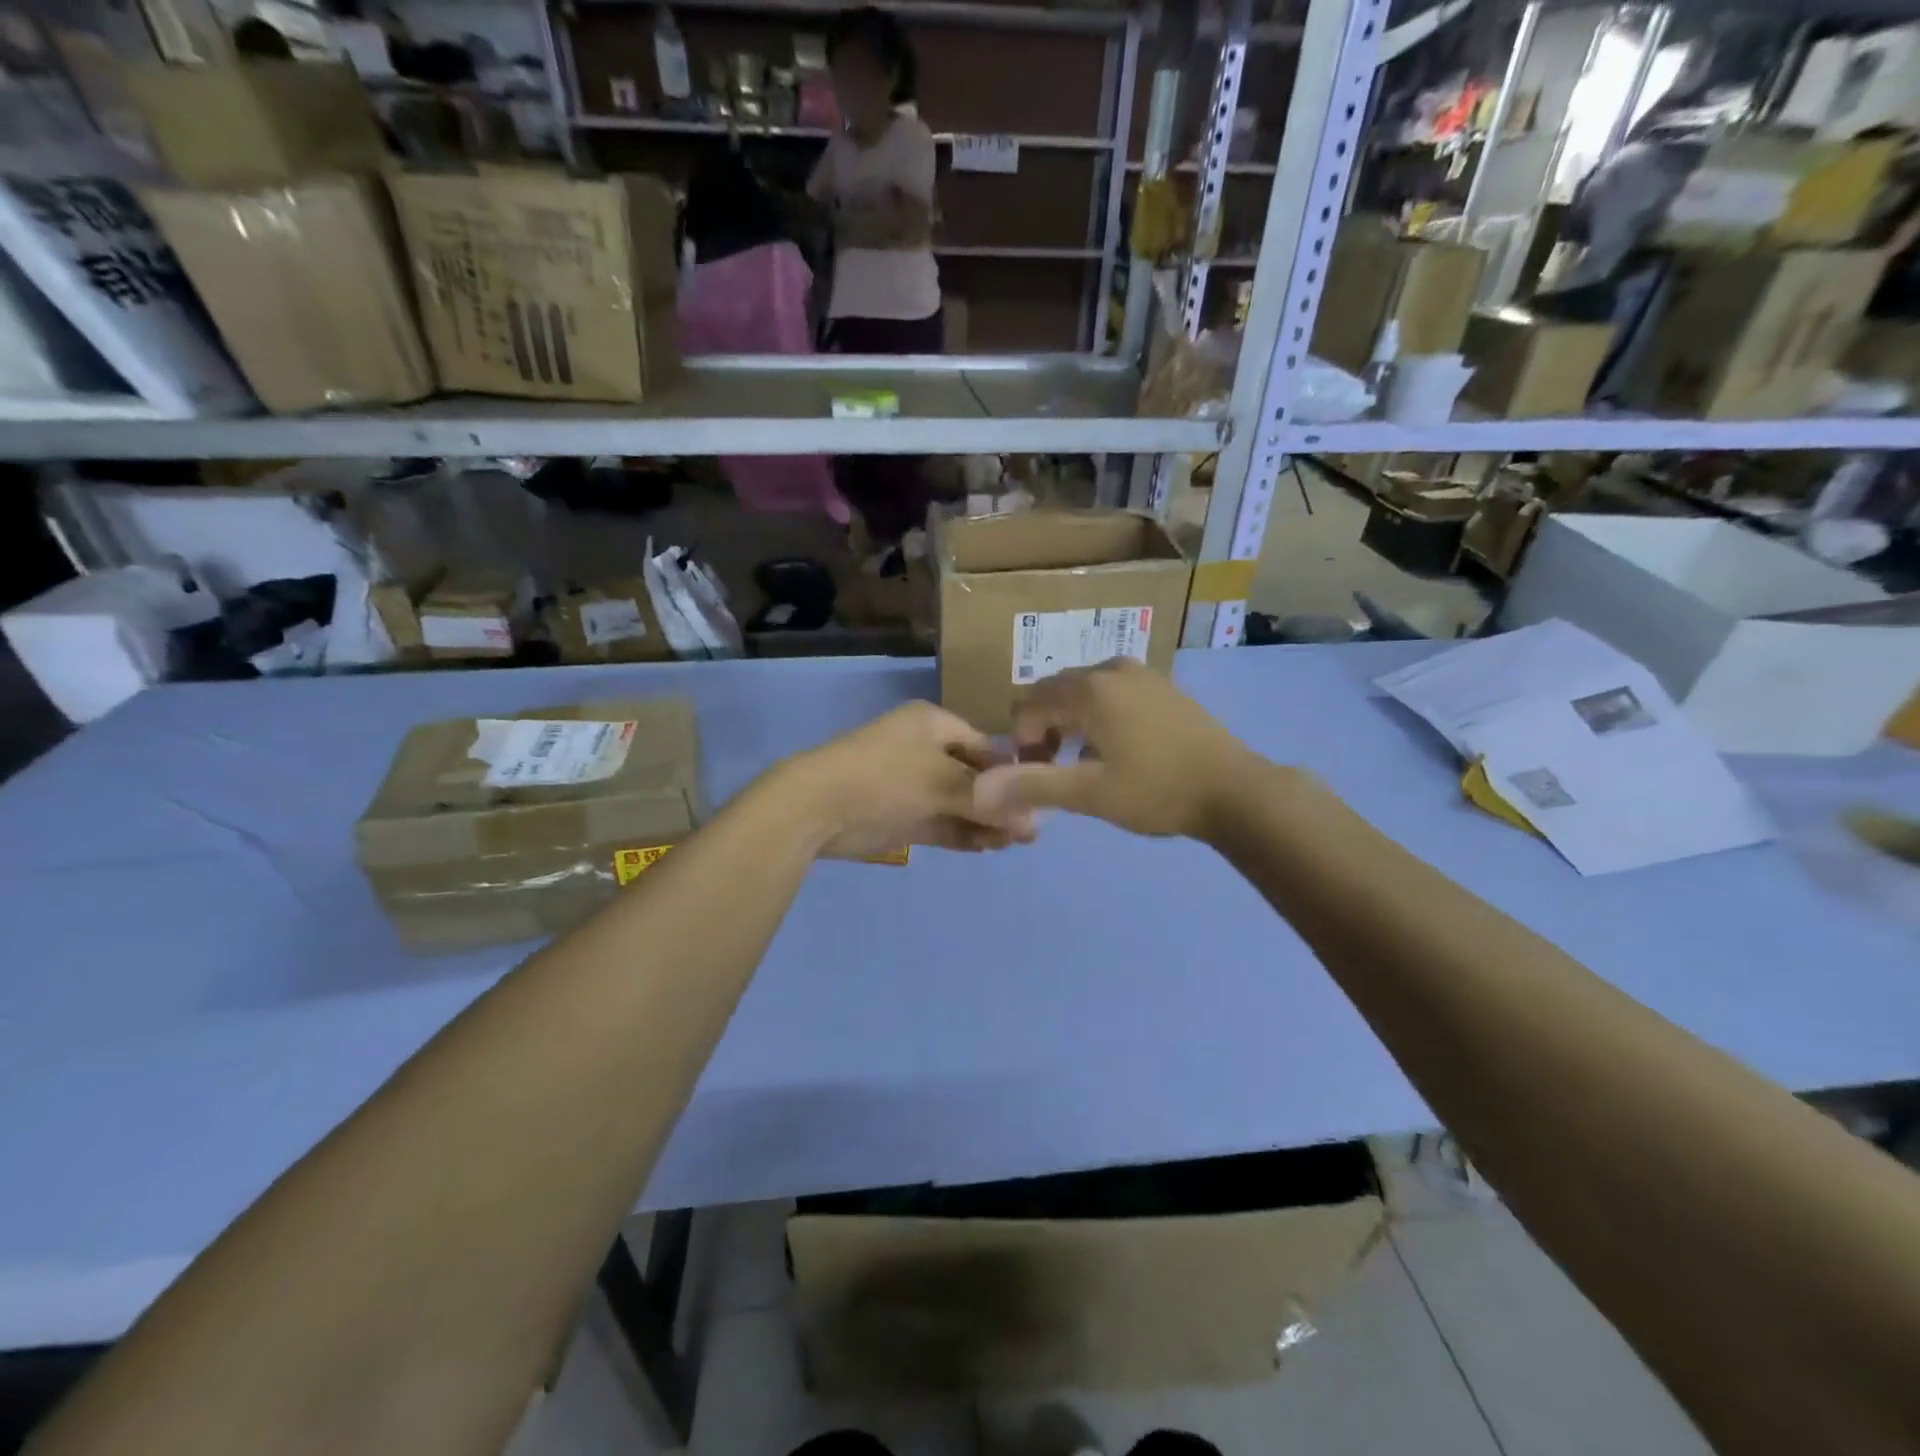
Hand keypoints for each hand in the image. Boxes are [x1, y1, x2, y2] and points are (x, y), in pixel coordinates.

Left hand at [784, 701, 1033, 858]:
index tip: (1036, 797)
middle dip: (998, 802)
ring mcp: (910, 784)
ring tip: (1013, 843)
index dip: (1010, 771)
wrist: (818, 806)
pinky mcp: (900, 815)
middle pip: (972, 776)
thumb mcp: (944, 783)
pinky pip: (940, 822)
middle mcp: (923, 750)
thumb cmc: (887, 778)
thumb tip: (1034, 822)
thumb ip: (988, 802)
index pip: (984, 745)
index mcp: (932, 724)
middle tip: (1029, 830)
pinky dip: (962, 833)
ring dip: (983, 821)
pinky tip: (988, 847)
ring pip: (957, 802)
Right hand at [972, 660, 1257, 839]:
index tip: (1036, 776)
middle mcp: (1111, 669)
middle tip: (1056, 773)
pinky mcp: (1164, 688)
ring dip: (1072, 726)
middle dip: (1044, 731)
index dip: (1021, 740)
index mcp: (1089, 689)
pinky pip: (1113, 695)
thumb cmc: (1157, 790)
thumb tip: (978, 791)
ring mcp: (1142, 675)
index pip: (1028, 703)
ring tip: (1085, 766)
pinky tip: (1118, 753)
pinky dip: (1100, 719)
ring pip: (1085, 695)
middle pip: (1055, 694)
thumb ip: (1031, 786)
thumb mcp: (1089, 793)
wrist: (1236, 790)